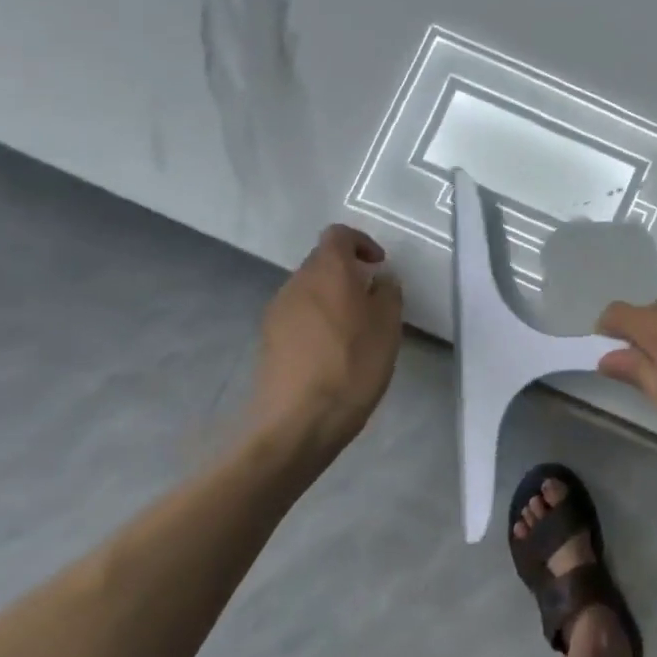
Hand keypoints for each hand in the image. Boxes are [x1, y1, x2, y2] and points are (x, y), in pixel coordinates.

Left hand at [248, 225, 403, 459]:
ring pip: (308, 291)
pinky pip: (297, 317)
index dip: (361, 243)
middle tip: (372, 301)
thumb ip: (388, 293)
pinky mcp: (267, 341)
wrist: (298, 422)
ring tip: (355, 331)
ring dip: (331, 300)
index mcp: (327, 271)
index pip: (338, 235)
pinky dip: (316, 322)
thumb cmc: (353, 365)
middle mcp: (296, 283)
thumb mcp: (388, 326)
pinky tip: (332, 353)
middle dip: (347, 274)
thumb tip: (380, 280)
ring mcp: (276, 312)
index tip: (379, 266)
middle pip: (321, 262)